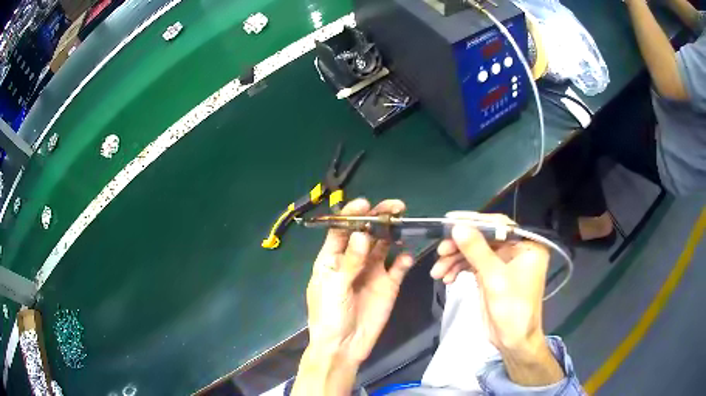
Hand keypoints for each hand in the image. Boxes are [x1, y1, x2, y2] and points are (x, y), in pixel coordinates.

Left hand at [304, 198, 413, 361]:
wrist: (344, 347)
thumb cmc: (329, 316)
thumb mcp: (334, 288)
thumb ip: (350, 262)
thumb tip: (362, 235)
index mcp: (332, 258)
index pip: (341, 230)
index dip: (352, 215)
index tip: (366, 204)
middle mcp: (353, 260)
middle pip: (366, 233)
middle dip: (379, 218)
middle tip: (395, 207)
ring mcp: (372, 272)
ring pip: (384, 245)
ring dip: (393, 234)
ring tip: (403, 224)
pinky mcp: (388, 284)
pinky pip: (398, 266)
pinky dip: (403, 258)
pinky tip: (405, 256)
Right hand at [432, 212, 563, 385]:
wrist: (513, 341)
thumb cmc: (513, 309)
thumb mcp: (495, 278)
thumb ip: (477, 251)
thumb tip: (457, 227)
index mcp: (527, 245)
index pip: (499, 225)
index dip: (474, 221)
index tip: (449, 221)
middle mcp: (516, 250)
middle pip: (484, 238)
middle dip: (460, 246)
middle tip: (440, 252)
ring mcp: (503, 262)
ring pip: (475, 252)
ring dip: (455, 260)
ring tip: (438, 272)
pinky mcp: (492, 274)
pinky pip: (472, 264)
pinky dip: (458, 269)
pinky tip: (446, 279)